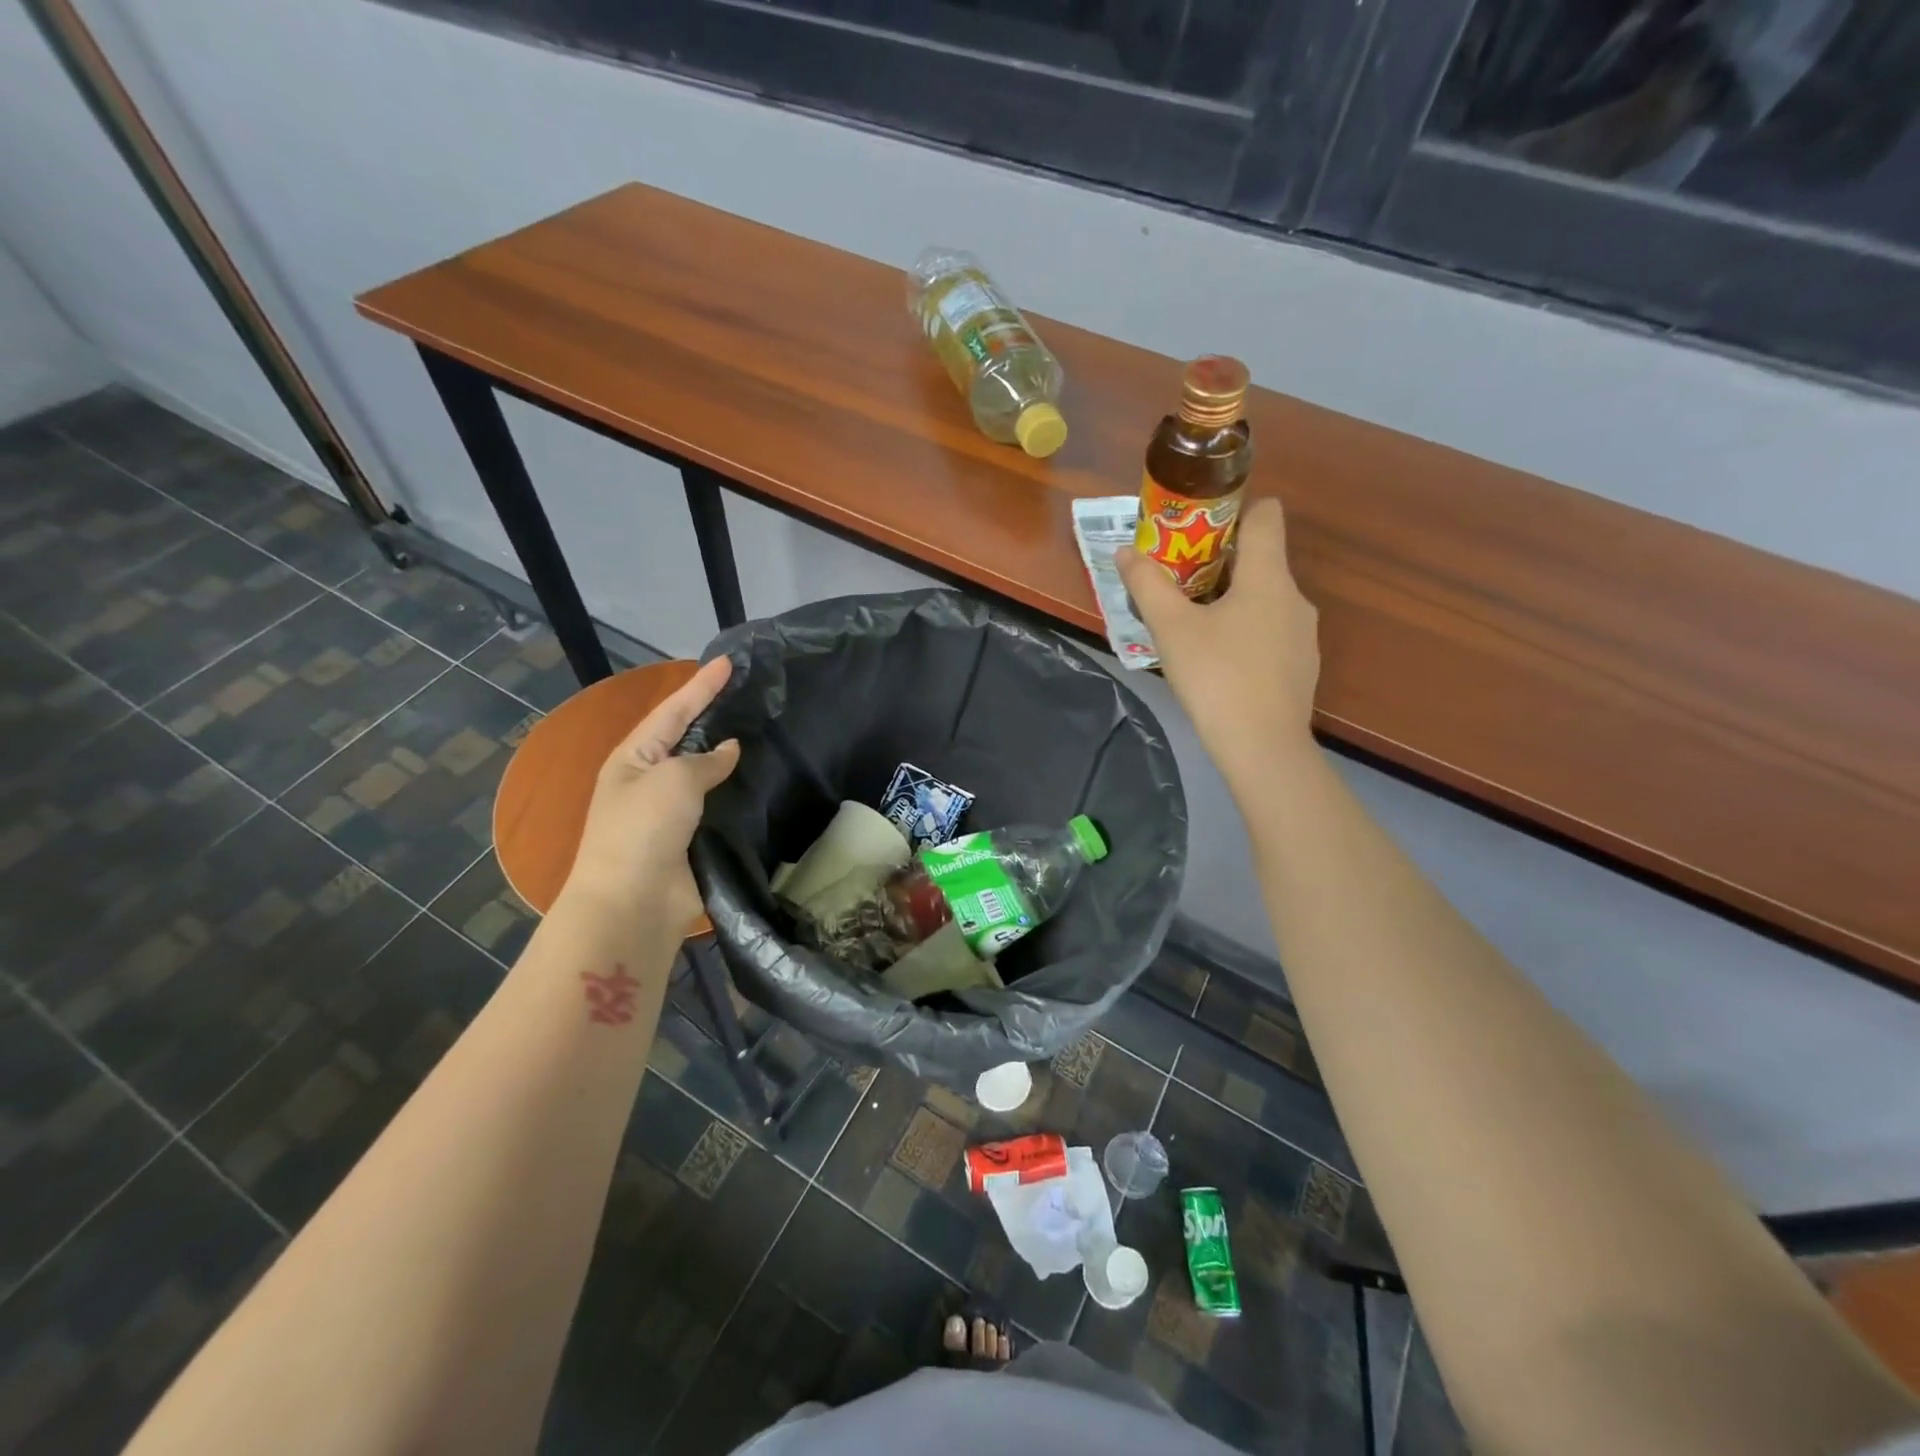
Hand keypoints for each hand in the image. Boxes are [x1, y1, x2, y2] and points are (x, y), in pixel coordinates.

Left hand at [561, 656, 740, 935]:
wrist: (634, 903)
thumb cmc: (643, 829)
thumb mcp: (672, 780)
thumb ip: (705, 760)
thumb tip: (729, 750)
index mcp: (633, 758)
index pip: (673, 711)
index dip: (701, 686)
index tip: (728, 661)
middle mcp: (650, 780)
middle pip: (688, 738)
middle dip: (715, 716)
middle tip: (750, 693)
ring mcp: (672, 812)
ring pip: (707, 773)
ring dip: (731, 756)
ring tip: (765, 730)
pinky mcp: (694, 839)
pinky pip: (720, 806)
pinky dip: (738, 792)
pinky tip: (764, 780)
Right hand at [1115, 497, 1320, 783]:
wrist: (1263, 747)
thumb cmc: (1216, 677)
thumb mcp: (1170, 629)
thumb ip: (1147, 585)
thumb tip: (1127, 552)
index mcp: (1268, 577)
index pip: (1266, 516)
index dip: (1236, 510)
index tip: (1200, 528)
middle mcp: (1294, 597)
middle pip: (1261, 560)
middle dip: (1219, 563)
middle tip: (1178, 583)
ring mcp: (1303, 634)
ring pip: (1265, 600)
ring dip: (1232, 602)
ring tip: (1193, 627)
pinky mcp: (1300, 666)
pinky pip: (1271, 632)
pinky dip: (1246, 634)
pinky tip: (1219, 663)